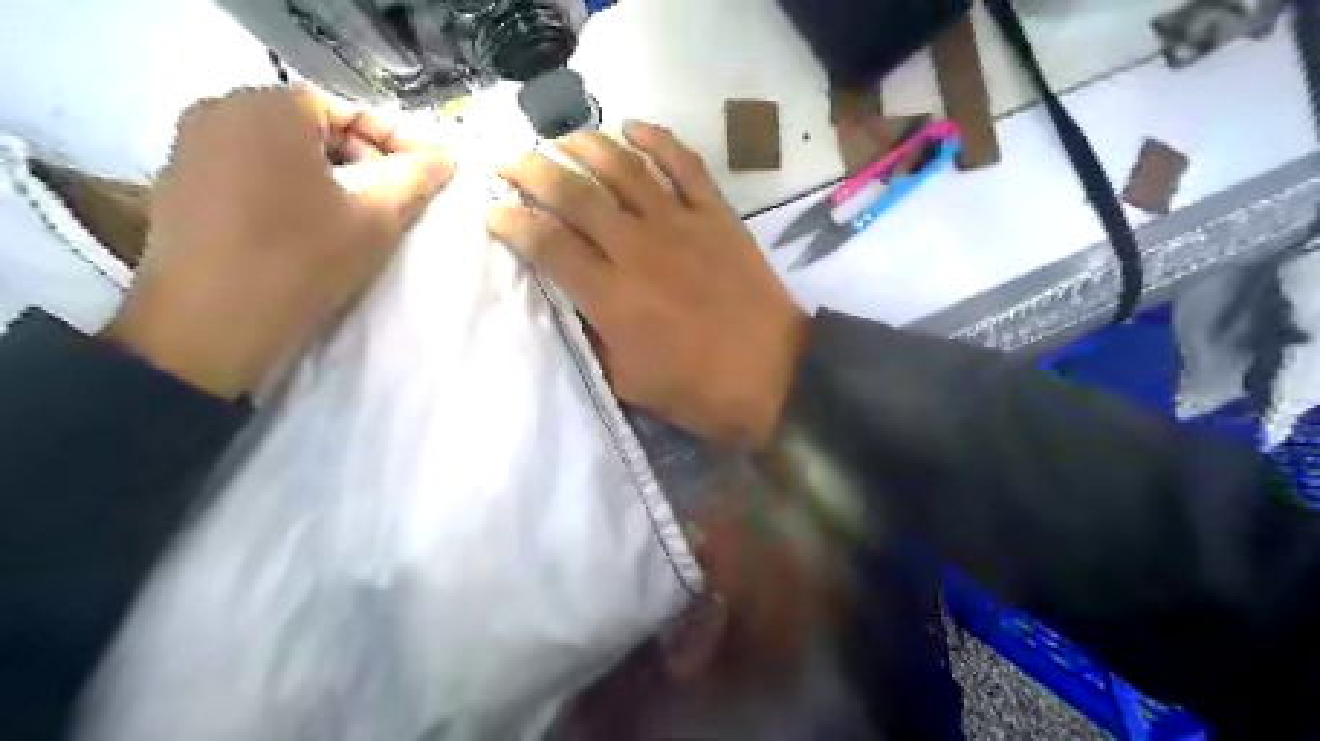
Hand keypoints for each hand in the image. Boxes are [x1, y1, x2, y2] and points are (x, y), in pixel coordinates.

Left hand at [105, 83, 453, 398]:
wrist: (212, 324)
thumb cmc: (303, 260)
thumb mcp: (376, 219)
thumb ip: (415, 178)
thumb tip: (445, 154)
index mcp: (269, 108)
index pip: (348, 109)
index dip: (392, 143)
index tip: (419, 179)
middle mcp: (220, 109)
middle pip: (311, 125)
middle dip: (358, 159)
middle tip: (388, 200)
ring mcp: (191, 143)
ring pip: (280, 147)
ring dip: (325, 175)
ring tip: (352, 216)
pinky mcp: (178, 179)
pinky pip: (249, 166)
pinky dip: (285, 185)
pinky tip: (305, 225)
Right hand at [493, 120, 811, 444]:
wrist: (773, 376)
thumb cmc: (698, 391)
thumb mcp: (629, 382)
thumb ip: (596, 338)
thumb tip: (578, 303)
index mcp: (611, 296)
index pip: (548, 245)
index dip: (513, 223)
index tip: (493, 211)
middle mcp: (637, 248)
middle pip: (575, 194)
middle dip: (532, 171)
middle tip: (508, 159)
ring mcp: (680, 224)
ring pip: (624, 168)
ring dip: (586, 146)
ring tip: (561, 138)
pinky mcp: (716, 215)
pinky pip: (684, 164)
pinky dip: (657, 139)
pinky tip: (632, 127)